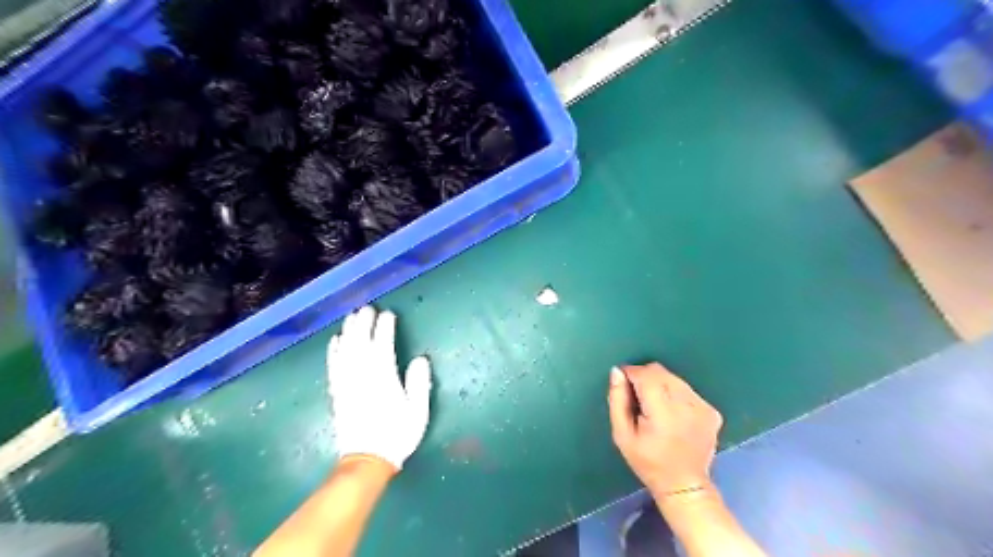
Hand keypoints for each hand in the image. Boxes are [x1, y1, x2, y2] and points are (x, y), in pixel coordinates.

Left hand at [328, 307, 433, 471]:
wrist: (367, 460)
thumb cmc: (397, 435)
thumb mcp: (418, 412)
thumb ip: (419, 384)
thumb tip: (420, 359)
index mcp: (384, 380)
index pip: (383, 347)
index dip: (385, 329)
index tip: (388, 315)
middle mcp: (362, 378)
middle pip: (361, 344)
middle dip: (364, 324)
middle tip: (367, 308)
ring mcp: (347, 385)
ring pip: (346, 352)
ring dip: (349, 332)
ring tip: (352, 317)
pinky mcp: (337, 393)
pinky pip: (333, 367)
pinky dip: (334, 352)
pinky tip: (335, 340)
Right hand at [605, 361, 722, 495]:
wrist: (684, 485)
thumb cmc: (647, 461)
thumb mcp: (622, 435)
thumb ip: (617, 400)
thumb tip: (617, 372)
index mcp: (663, 412)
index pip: (645, 374)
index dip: (630, 373)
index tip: (623, 384)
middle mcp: (686, 404)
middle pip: (660, 372)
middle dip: (644, 378)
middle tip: (638, 399)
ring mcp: (703, 406)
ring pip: (674, 378)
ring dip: (660, 385)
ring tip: (655, 408)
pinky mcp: (712, 411)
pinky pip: (687, 389)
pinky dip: (675, 394)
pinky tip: (672, 414)